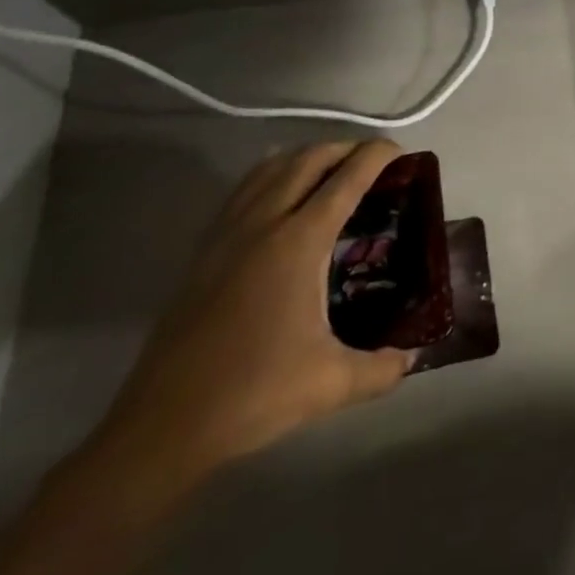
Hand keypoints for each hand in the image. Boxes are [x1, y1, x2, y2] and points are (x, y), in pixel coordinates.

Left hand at [97, 141, 410, 481]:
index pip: (346, 179)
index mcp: (299, 243)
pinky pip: (244, 191)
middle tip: (372, 161)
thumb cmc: (253, 394)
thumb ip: (382, 368)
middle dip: (344, 148)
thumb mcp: (331, 384)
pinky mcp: (203, 251)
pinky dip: (271, 176)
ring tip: (331, 171)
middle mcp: (263, 224)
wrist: (164, 426)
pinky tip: (281, 198)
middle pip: (307, 160)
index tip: (400, 150)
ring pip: (270, 168)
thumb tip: (411, 357)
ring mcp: (227, 234)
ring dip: (306, 157)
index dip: (376, 156)